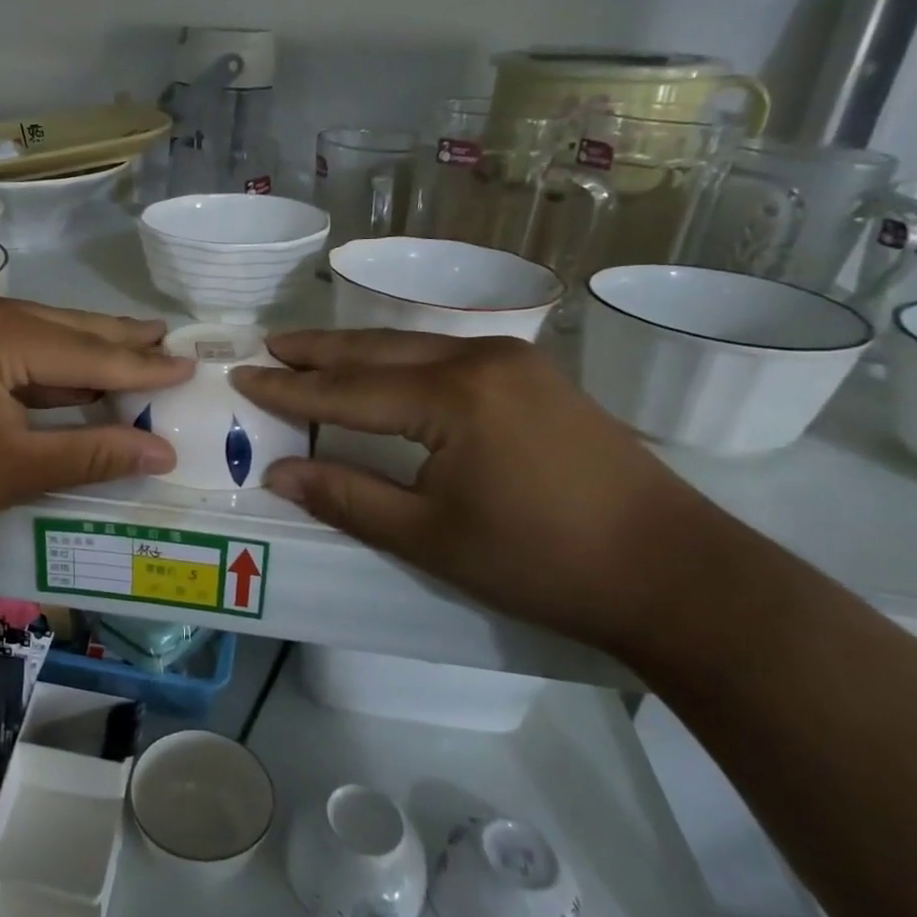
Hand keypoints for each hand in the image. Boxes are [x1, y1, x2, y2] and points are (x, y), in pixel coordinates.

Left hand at [0, 288, 192, 563]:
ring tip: (136, 349)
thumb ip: (94, 452)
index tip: (189, 363)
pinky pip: (9, 346)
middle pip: (64, 328)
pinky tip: (75, 374)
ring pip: (37, 335)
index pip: (88, 350)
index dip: (142, 364)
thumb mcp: (17, 469)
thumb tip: (163, 451)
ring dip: (82, 352)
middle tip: (168, 339)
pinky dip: (44, 365)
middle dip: (117, 341)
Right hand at [231, 329, 740, 654]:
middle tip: (267, 345)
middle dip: (317, 350)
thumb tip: (279, 474)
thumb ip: (348, 498)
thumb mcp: (430, 537)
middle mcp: (480, 359)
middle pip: (377, 350)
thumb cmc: (542, 561)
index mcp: (451, 396)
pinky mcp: (536, 376)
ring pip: (413, 346)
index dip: (289, 389)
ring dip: (357, 350)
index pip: (347, 389)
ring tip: (309, 350)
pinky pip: (445, 355)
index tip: (242, 377)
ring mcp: (514, 361)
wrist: (675, 572)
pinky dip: (399, 360)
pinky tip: (382, 367)